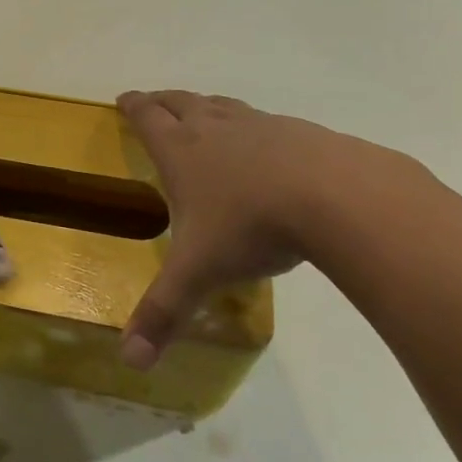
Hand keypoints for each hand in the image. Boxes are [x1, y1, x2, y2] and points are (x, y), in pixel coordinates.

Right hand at [116, 90, 414, 368]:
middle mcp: (215, 128)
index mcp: (181, 151)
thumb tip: (129, 364)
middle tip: (154, 101)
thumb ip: (164, 313)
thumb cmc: (252, 226)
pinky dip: (253, 126)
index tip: (124, 98)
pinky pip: (266, 121)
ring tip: (202, 112)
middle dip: (163, 101)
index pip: (148, 118)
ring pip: (223, 106)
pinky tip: (267, 146)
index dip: (133, 106)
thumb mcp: (200, 272)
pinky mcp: (301, 132)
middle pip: (181, 102)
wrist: (336, 197)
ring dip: (206, 106)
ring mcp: (260, 125)